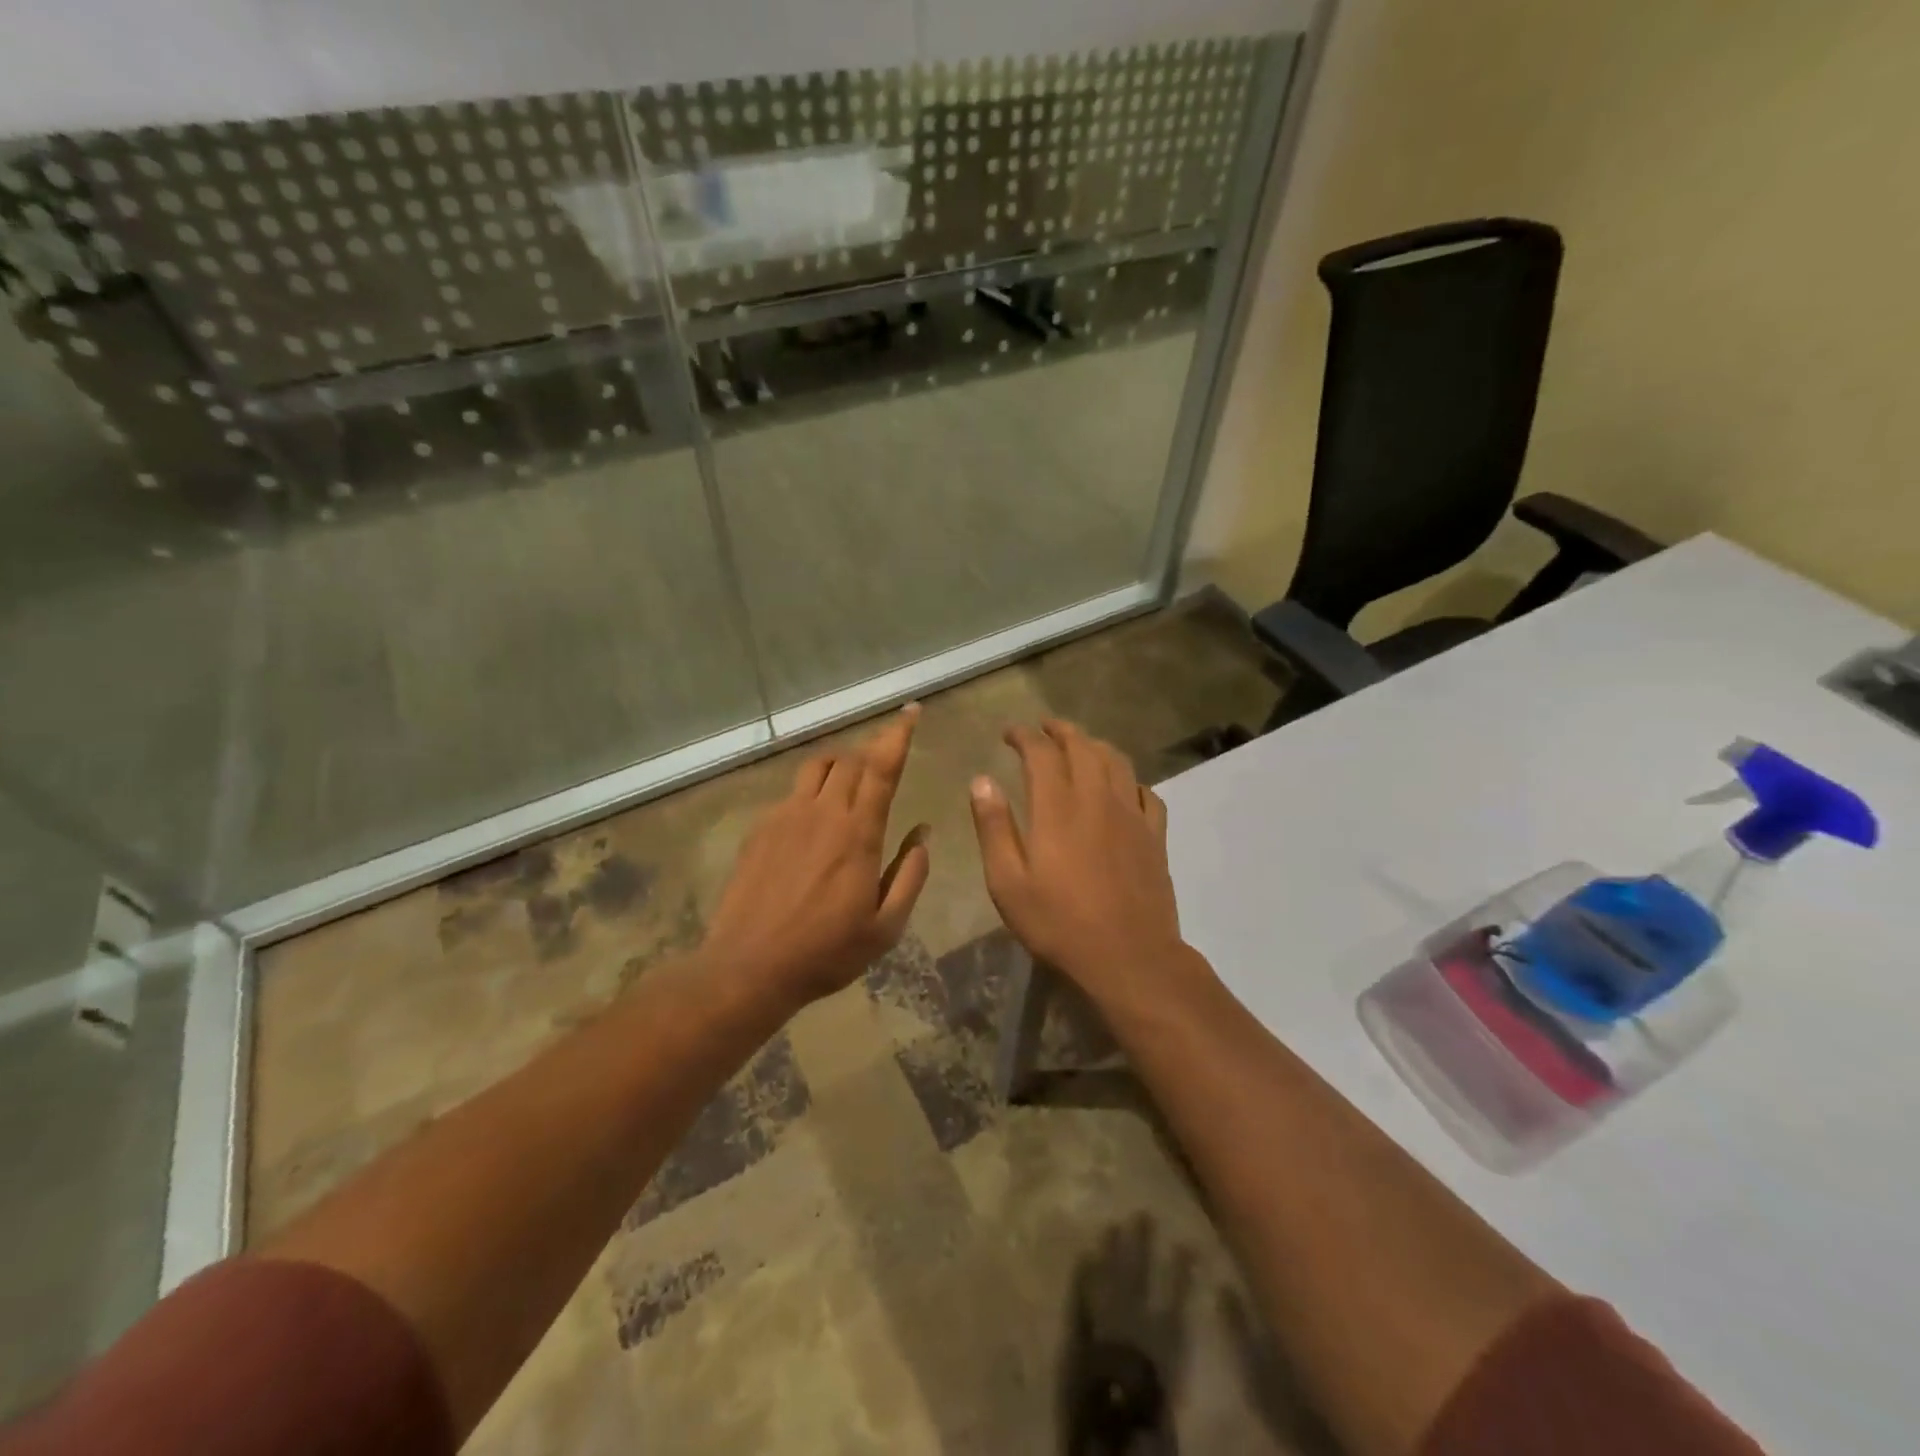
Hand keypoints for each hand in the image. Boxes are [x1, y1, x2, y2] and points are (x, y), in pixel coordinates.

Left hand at [701, 704, 930, 1008]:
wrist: (749, 968)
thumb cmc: (826, 952)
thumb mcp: (885, 926)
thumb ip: (910, 874)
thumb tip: (923, 833)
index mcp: (858, 833)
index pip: (882, 768)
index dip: (898, 735)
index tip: (910, 710)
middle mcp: (821, 813)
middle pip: (849, 759)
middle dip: (872, 748)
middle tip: (886, 754)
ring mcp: (785, 816)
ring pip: (816, 767)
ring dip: (840, 762)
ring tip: (851, 777)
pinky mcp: (760, 829)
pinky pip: (792, 793)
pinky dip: (812, 791)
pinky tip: (813, 820)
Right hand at [969, 720, 1188, 1006]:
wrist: (1128, 957)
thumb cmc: (1059, 923)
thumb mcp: (1008, 882)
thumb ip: (994, 827)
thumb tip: (981, 780)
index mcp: (1058, 808)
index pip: (1041, 753)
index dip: (1024, 736)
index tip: (1009, 733)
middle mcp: (1098, 799)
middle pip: (1083, 747)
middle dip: (1061, 730)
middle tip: (1044, 728)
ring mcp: (1132, 816)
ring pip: (1117, 762)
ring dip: (1095, 745)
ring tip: (1080, 745)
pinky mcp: (1155, 836)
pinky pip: (1146, 793)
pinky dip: (1129, 779)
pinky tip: (1122, 787)